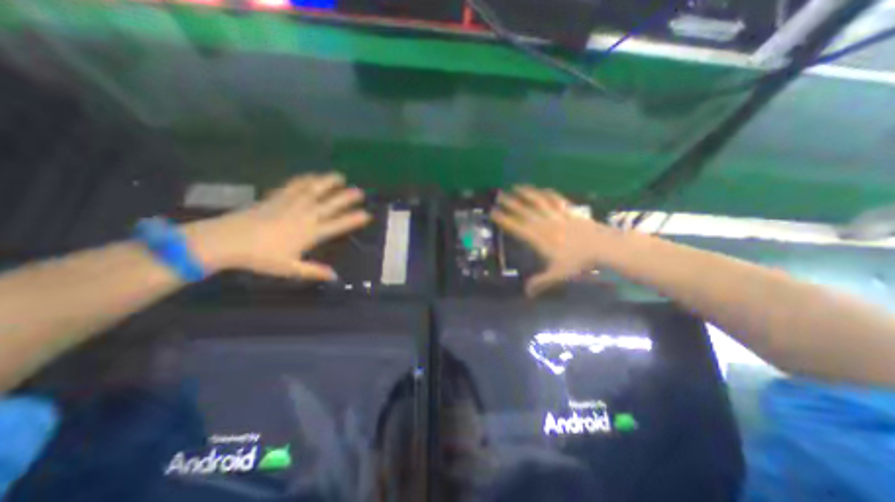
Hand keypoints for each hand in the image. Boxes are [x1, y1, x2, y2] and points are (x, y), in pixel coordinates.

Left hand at [185, 175, 370, 280]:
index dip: (354, 219)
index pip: (338, 225)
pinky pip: (294, 186)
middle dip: (347, 197)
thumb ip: (314, 271)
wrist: (228, 240)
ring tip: (340, 176)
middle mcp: (306, 216)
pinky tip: (311, 176)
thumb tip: (335, 276)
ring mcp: (291, 204)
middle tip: (360, 191)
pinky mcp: (277, 198)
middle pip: (331, 204)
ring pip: (315, 190)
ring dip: (328, 183)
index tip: (367, 214)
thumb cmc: (261, 257)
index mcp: (311, 233)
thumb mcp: (290, 268)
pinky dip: (305, 179)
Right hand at [488, 188, 614, 297]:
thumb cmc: (578, 261)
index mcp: (539, 238)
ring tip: (516, 187)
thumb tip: (526, 293)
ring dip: (527, 193)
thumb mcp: (558, 274)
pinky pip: (556, 200)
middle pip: (524, 211)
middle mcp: (545, 224)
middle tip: (499, 195)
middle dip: (510, 203)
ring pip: (538, 202)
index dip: (504, 219)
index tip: (493, 212)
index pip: (517, 227)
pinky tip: (543, 189)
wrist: (603, 246)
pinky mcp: (569, 211)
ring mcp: (557, 215)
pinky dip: (548, 193)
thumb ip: (540, 282)